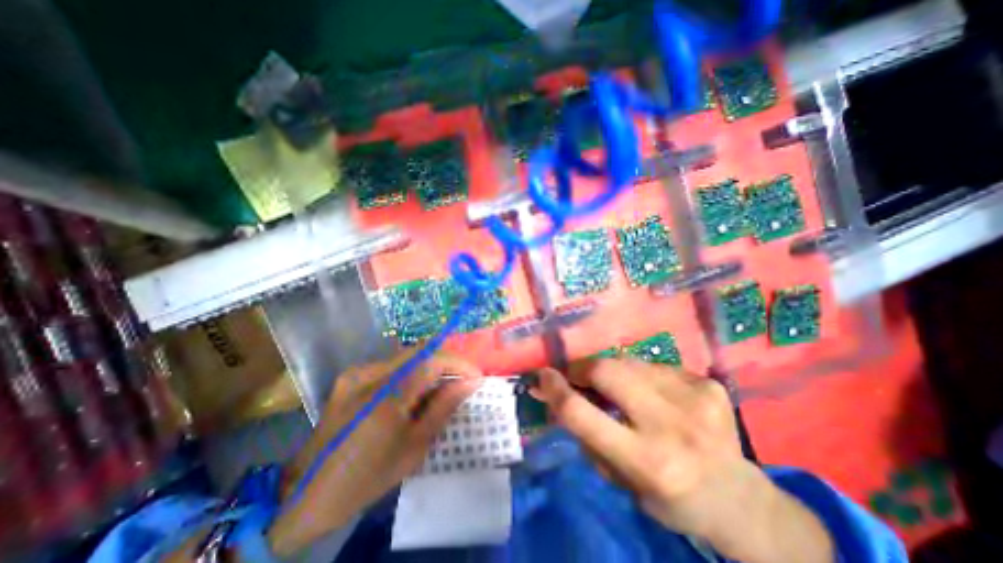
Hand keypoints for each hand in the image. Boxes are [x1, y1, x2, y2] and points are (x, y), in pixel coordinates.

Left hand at [267, 353, 483, 552]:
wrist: (305, 494)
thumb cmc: (366, 477)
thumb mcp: (414, 448)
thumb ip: (443, 408)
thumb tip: (470, 383)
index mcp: (386, 395)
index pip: (433, 360)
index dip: (459, 363)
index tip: (476, 376)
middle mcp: (370, 373)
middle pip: (420, 351)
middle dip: (447, 361)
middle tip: (462, 379)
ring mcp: (357, 372)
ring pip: (407, 356)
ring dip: (430, 367)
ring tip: (442, 387)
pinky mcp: (351, 376)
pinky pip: (391, 365)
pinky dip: (411, 373)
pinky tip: (414, 393)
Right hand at [536, 361, 834, 562]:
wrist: (739, 499)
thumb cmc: (669, 497)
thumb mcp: (618, 479)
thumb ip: (584, 434)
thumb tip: (555, 396)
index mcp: (647, 462)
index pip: (583, 414)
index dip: (555, 389)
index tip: (542, 375)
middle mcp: (672, 426)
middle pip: (607, 371)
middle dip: (583, 368)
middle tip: (577, 375)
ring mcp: (694, 398)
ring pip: (628, 362)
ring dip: (613, 372)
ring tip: (619, 388)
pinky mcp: (708, 383)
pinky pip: (655, 366)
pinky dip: (643, 375)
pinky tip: (654, 394)